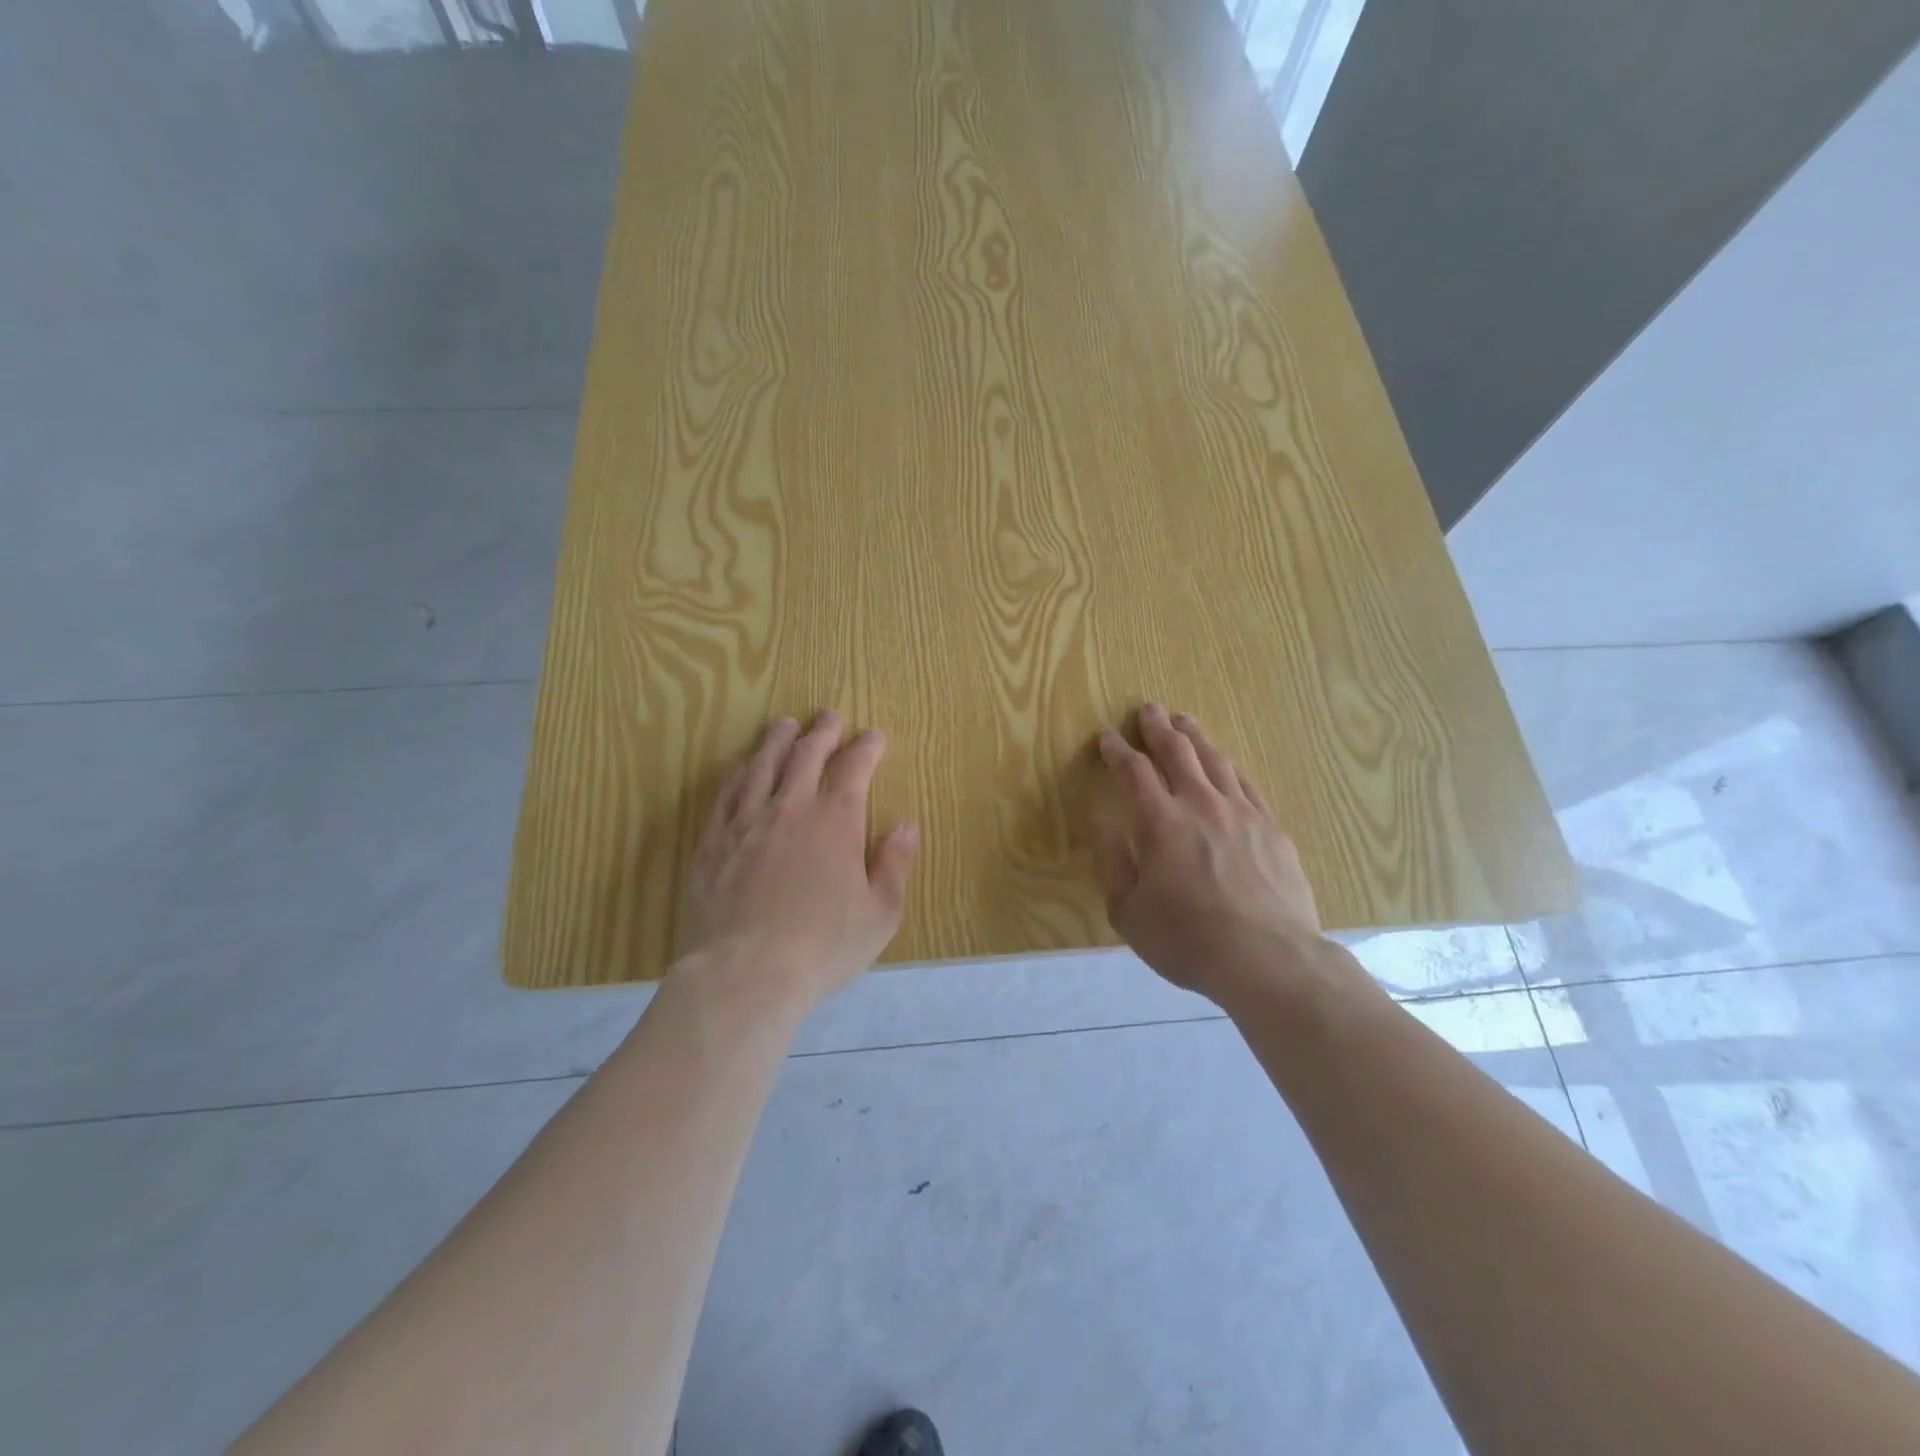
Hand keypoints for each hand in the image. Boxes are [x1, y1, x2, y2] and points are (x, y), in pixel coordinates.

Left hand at [679, 710, 918, 1006]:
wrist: (745, 972)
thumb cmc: (823, 946)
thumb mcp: (880, 913)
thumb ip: (894, 864)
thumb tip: (906, 825)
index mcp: (836, 821)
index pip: (854, 768)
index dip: (866, 747)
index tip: (873, 735)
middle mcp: (790, 808)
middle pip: (806, 755)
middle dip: (821, 731)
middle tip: (828, 715)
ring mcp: (746, 822)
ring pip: (762, 766)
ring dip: (776, 741)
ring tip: (783, 724)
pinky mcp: (712, 842)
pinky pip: (725, 795)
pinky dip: (737, 774)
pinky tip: (740, 767)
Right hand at [1094, 704, 1335, 1006]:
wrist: (1267, 958)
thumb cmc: (1187, 939)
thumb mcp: (1127, 911)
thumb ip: (1111, 862)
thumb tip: (1102, 822)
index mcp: (1160, 821)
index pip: (1133, 771)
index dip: (1117, 750)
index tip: (1108, 737)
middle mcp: (1200, 804)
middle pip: (1177, 753)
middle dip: (1158, 728)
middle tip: (1148, 709)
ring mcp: (1242, 813)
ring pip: (1215, 760)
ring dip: (1195, 737)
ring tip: (1184, 721)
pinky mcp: (1271, 828)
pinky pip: (1246, 784)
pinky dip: (1229, 766)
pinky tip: (1225, 761)